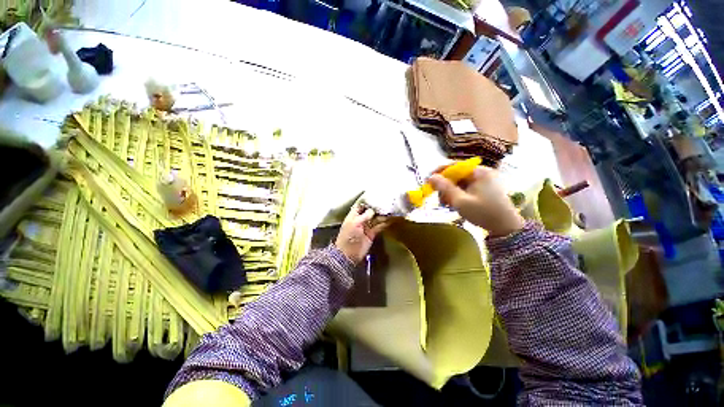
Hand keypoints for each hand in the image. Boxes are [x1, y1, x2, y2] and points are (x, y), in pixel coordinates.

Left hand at [335, 205, 388, 264]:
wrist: (349, 254)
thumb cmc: (349, 236)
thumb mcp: (355, 223)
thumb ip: (364, 216)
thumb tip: (373, 210)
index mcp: (353, 215)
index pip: (360, 205)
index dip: (367, 201)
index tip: (376, 196)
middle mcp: (361, 219)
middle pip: (370, 211)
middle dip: (377, 207)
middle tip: (387, 202)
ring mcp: (367, 226)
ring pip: (376, 218)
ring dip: (383, 215)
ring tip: (391, 210)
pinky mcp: (372, 233)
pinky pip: (379, 227)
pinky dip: (385, 223)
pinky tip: (391, 219)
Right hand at [428, 167, 523, 236]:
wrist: (506, 228)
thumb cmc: (483, 213)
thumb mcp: (460, 201)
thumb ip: (445, 188)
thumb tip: (431, 177)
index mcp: (479, 172)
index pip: (455, 165)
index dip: (440, 171)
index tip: (428, 180)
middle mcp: (482, 173)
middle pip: (457, 174)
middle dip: (445, 185)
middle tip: (438, 197)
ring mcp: (484, 181)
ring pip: (460, 182)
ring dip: (450, 191)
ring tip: (445, 203)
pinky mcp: (484, 189)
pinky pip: (466, 187)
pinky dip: (457, 194)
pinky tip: (453, 203)